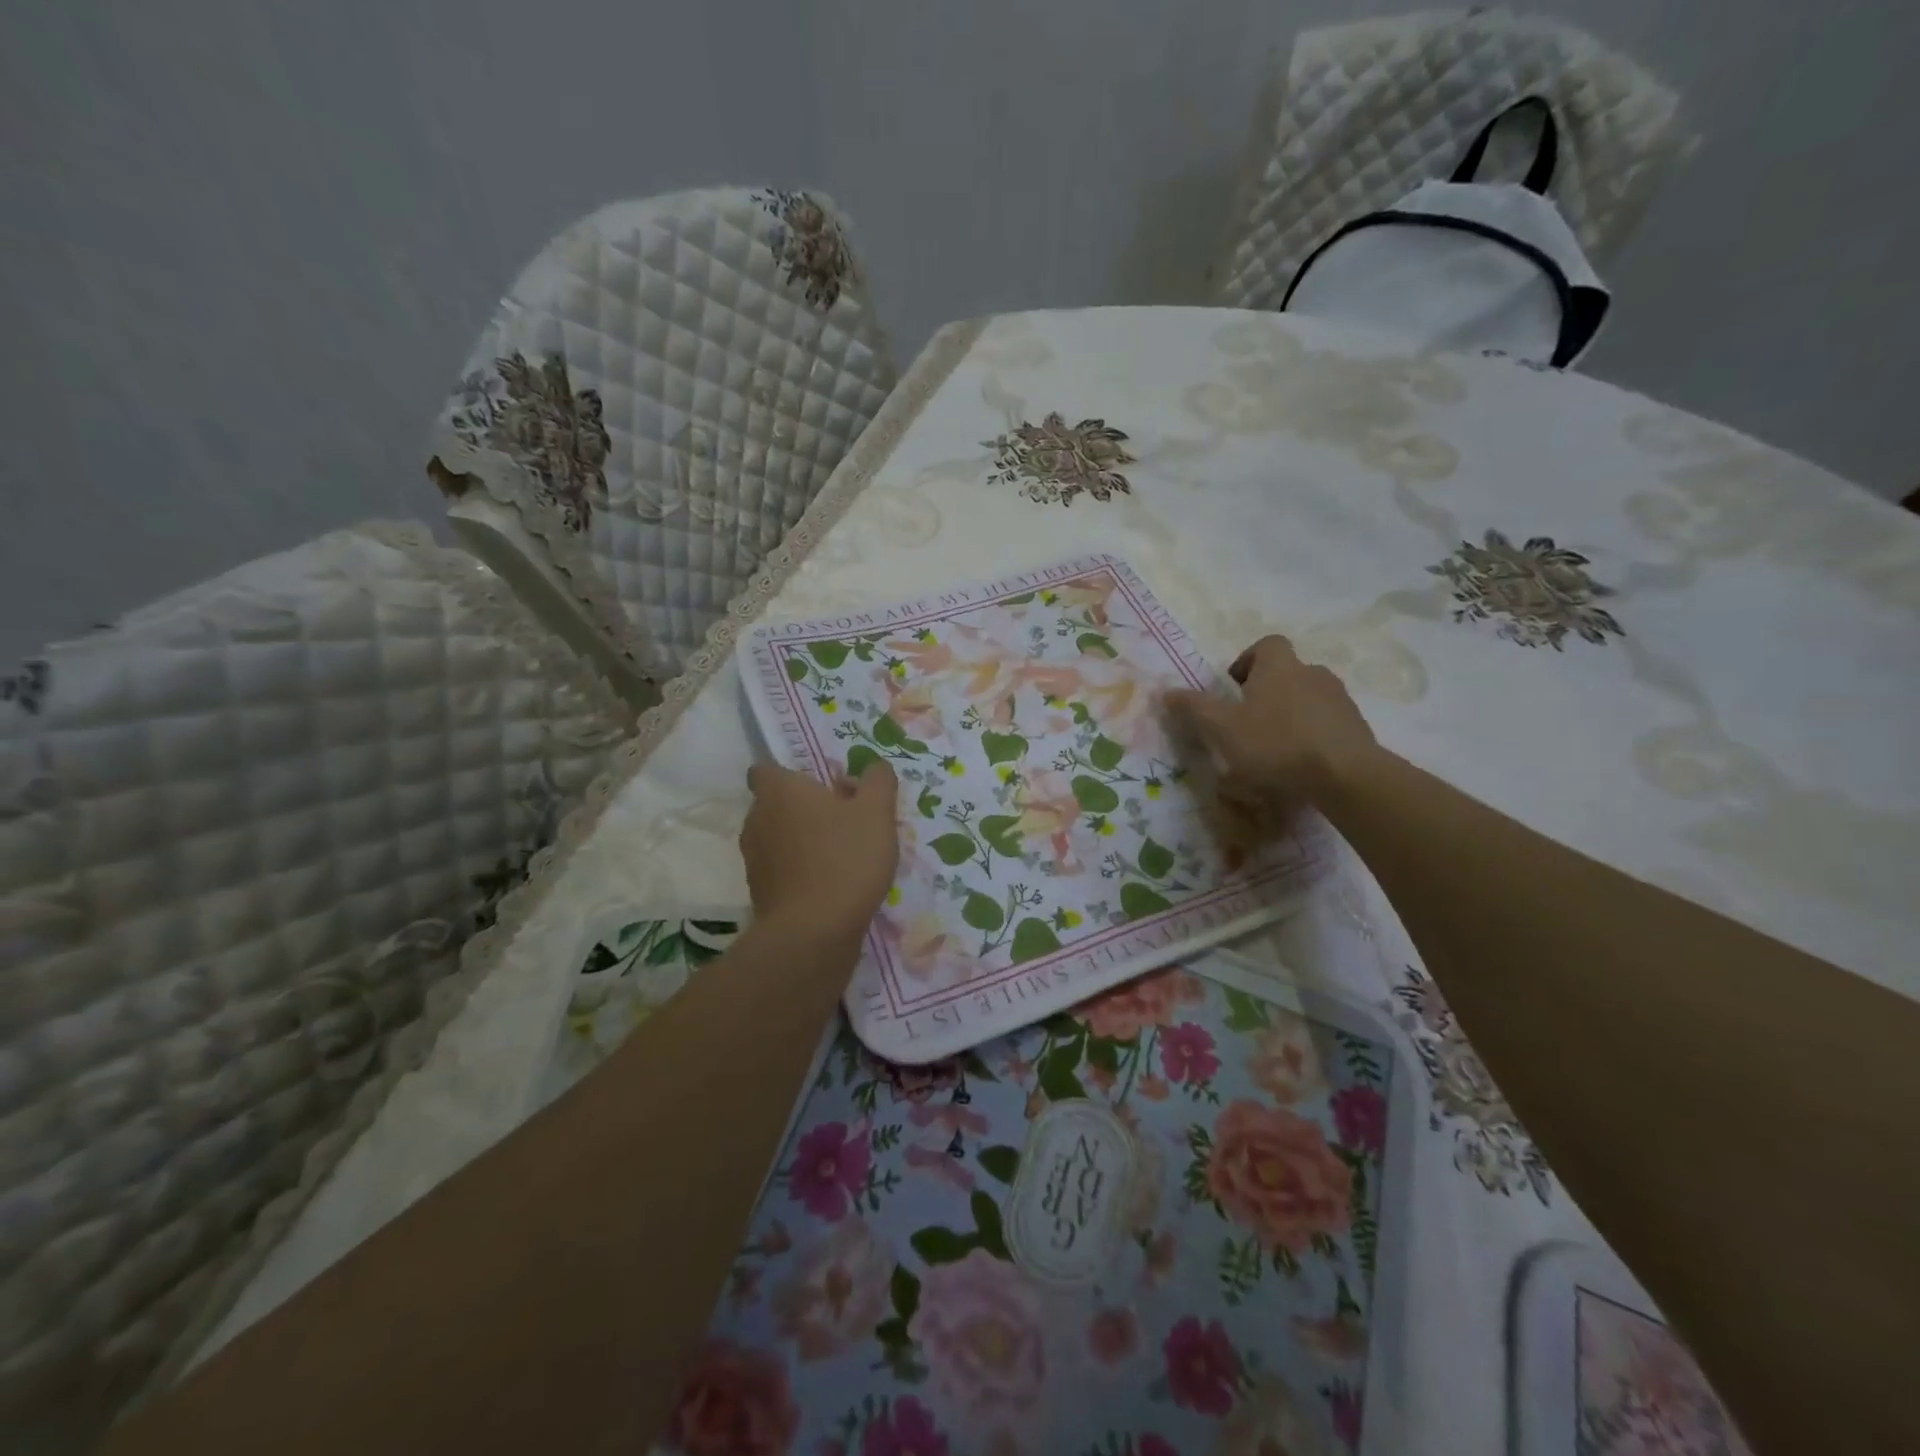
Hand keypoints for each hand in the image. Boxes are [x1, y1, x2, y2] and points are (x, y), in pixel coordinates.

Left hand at [741, 761, 899, 944]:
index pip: (765, 770)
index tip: (818, 785)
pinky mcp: (760, 893)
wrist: (813, 933)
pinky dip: (800, 871)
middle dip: (804, 809)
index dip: (788, 775)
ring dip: (803, 841)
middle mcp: (758, 820)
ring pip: (779, 838)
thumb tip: (876, 766)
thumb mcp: (877, 813)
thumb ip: (878, 782)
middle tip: (844, 818)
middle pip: (776, 804)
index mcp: (780, 792)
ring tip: (843, 854)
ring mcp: (755, 859)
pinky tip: (832, 884)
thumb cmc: (845, 859)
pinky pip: (781, 870)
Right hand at [1166, 635, 1377, 806]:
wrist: (1345, 775)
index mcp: (1279, 667)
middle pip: (1288, 671)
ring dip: (1291, 713)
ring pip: (1308, 697)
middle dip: (1268, 691)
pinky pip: (1327, 723)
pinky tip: (1301, 763)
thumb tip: (1166, 691)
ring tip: (1275, 746)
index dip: (1249, 660)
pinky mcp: (1357, 727)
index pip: (1266, 645)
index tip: (1235, 685)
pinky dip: (1312, 734)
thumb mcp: (1222, 728)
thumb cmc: (1275, 744)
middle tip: (1248, 720)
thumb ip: (1193, 708)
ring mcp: (1339, 700)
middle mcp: (1312, 674)